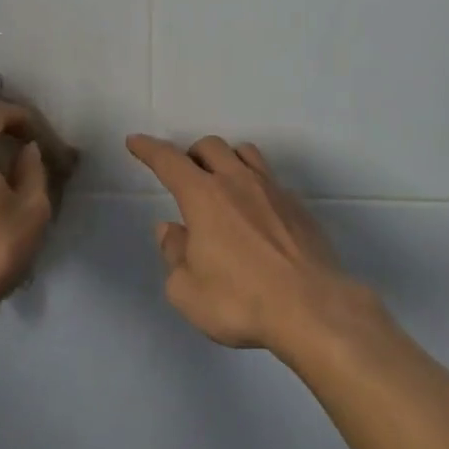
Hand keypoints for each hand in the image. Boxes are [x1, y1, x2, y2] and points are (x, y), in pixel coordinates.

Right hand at [126, 134, 374, 354]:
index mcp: (204, 196)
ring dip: (226, 160)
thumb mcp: (187, 291)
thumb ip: (174, 255)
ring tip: (221, 183)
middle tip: (185, 176)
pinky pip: (270, 180)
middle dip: (191, 154)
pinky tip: (255, 213)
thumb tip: (171, 230)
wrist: (312, 307)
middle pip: (210, 147)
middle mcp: (237, 182)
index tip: (136, 141)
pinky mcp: (298, 207)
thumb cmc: (240, 301)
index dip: (149, 149)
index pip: (169, 161)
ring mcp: (273, 190)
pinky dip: (254, 185)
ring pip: (245, 153)